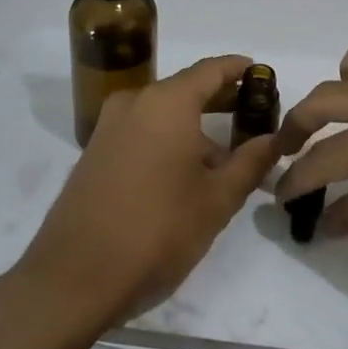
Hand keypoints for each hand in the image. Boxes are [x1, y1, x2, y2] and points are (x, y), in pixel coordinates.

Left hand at [11, 55, 279, 333]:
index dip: (238, 70)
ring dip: (195, 126)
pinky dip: (168, 139)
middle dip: (221, 99)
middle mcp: (135, 102)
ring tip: (226, 157)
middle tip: (254, 115)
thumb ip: (250, 163)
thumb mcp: (216, 200)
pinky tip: (187, 173)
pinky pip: (141, 131)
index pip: (211, 70)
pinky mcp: (94, 153)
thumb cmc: (156, 231)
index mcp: (167, 103)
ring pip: (163, 113)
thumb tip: (274, 140)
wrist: (73, 278)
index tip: (262, 74)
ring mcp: (109, 127)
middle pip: (186, 89)